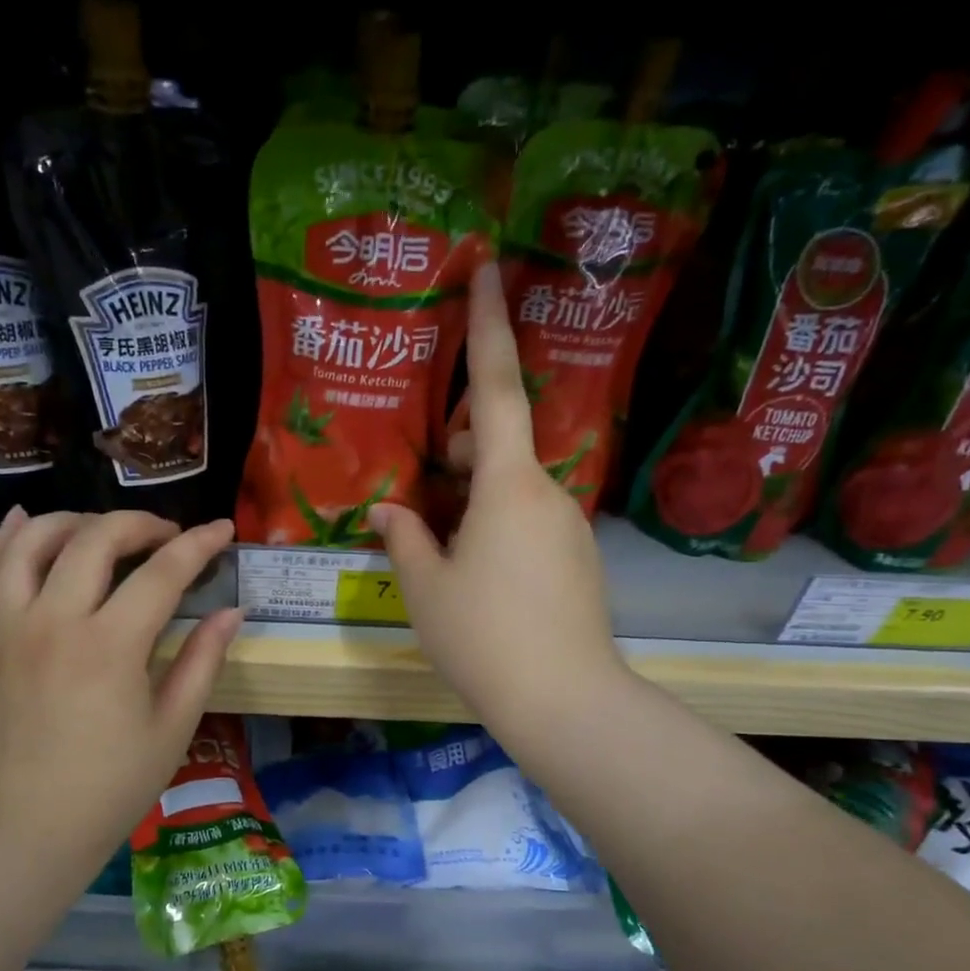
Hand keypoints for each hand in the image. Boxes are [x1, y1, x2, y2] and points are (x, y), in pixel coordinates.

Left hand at [0, 509, 240, 890]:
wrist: (27, 829)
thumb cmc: (112, 787)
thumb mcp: (172, 727)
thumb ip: (203, 661)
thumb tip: (232, 612)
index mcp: (110, 646)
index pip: (162, 572)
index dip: (199, 545)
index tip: (222, 530)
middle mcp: (53, 621)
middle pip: (95, 539)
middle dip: (139, 524)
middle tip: (167, 537)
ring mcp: (7, 628)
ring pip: (30, 541)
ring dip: (72, 521)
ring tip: (102, 530)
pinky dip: (3, 540)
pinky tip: (22, 524)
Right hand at [369, 262, 621, 737]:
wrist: (564, 701)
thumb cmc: (484, 638)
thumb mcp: (426, 589)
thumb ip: (406, 540)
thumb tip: (391, 511)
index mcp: (509, 486)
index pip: (498, 388)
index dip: (489, 326)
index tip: (488, 269)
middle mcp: (549, 494)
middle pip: (502, 444)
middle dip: (462, 444)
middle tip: (425, 477)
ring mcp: (570, 528)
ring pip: (515, 489)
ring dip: (475, 494)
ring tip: (440, 539)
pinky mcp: (578, 561)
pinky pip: (531, 522)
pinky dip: (497, 525)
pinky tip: (475, 572)